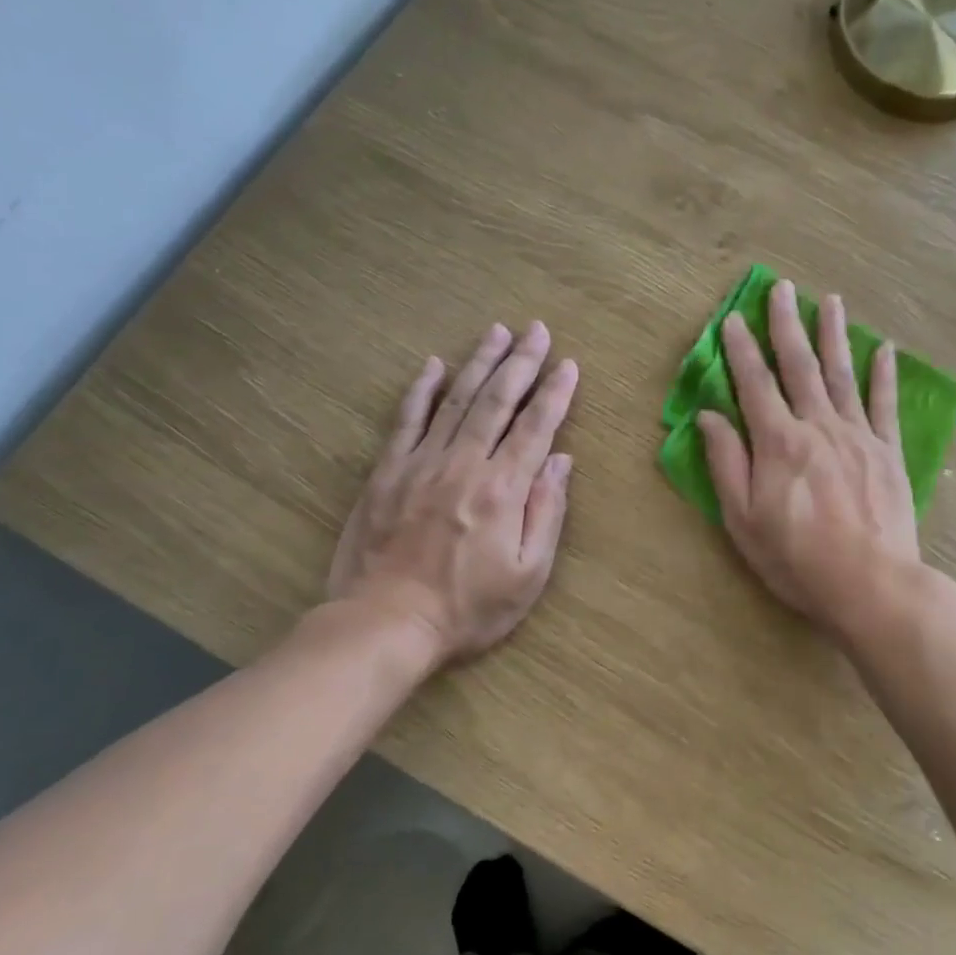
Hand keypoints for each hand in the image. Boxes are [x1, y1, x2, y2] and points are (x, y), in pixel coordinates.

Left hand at [325, 321, 577, 669]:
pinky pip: (407, 421)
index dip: (556, 393)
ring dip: (479, 363)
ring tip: (497, 332)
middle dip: (521, 363)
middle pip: (497, 401)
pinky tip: (434, 366)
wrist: (385, 624)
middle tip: (537, 330)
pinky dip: (421, 391)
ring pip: (456, 401)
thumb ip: (546, 512)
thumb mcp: (528, 574)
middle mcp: (464, 464)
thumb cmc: (468, 608)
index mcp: (503, 489)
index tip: (570, 364)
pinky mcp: (387, 473)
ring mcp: (421, 464)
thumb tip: (560, 461)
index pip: (536, 427)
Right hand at [697, 280, 921, 644]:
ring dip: (833, 334)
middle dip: (787, 325)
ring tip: (829, 300)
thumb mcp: (743, 520)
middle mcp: (817, 426)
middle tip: (782, 288)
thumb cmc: (797, 559)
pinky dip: (883, 375)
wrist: (871, 584)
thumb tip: (708, 416)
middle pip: (799, 366)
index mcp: (778, 442)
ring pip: (842, 374)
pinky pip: (885, 404)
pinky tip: (882, 349)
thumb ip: (726, 464)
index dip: (740, 350)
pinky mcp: (888, 452)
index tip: (731, 319)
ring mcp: (858, 435)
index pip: (754, 384)